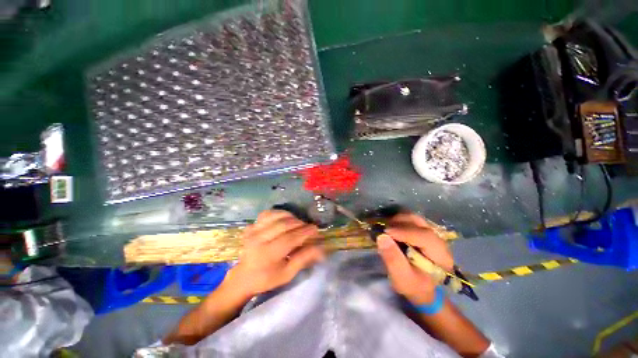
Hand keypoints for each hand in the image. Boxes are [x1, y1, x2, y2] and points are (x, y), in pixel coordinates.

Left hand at [226, 210, 324, 297]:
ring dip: (290, 217)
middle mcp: (259, 240)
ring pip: (276, 216)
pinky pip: (267, 214)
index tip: (315, 229)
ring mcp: (253, 231)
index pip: (290, 238)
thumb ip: (303, 259)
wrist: (243, 277)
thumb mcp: (287, 274)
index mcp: (268, 255)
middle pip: (284, 225)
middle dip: (299, 223)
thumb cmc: (267, 278)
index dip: (305, 232)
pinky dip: (278, 213)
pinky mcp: (250, 227)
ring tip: (297, 222)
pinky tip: (284, 218)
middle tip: (308, 227)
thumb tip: (320, 248)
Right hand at [377, 213, 453, 304]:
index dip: (403, 232)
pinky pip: (411, 220)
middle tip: (384, 229)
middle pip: (419, 223)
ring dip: (398, 220)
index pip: (424, 236)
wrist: (423, 289)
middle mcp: (439, 241)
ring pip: (415, 218)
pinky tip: (392, 228)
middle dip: (399, 223)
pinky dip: (399, 221)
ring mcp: (432, 234)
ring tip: (387, 229)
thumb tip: (381, 237)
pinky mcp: (424, 232)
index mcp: (440, 256)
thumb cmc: (414, 286)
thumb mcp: (402, 278)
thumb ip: (393, 259)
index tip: (385, 232)